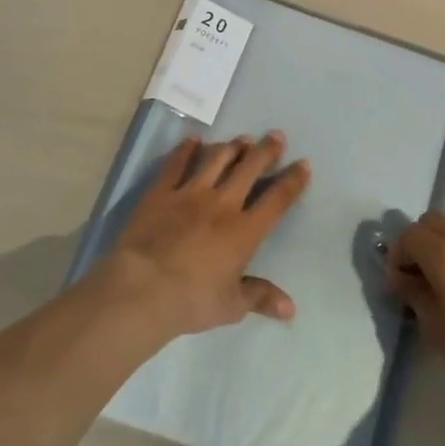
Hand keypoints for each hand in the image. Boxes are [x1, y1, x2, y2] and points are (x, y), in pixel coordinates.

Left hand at [100, 133, 310, 341]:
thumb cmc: (191, 301)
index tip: (303, 164)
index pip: (277, 200)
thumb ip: (261, 298)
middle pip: (250, 168)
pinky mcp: (161, 192)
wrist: (141, 289)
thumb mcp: (231, 306)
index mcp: (245, 231)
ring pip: (217, 159)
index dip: (293, 180)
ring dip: (233, 146)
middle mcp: (222, 204)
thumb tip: (291, 309)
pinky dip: (187, 149)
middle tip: (276, 136)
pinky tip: (194, 140)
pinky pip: (176, 164)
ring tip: (242, 139)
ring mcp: (190, 193)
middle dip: (266, 150)